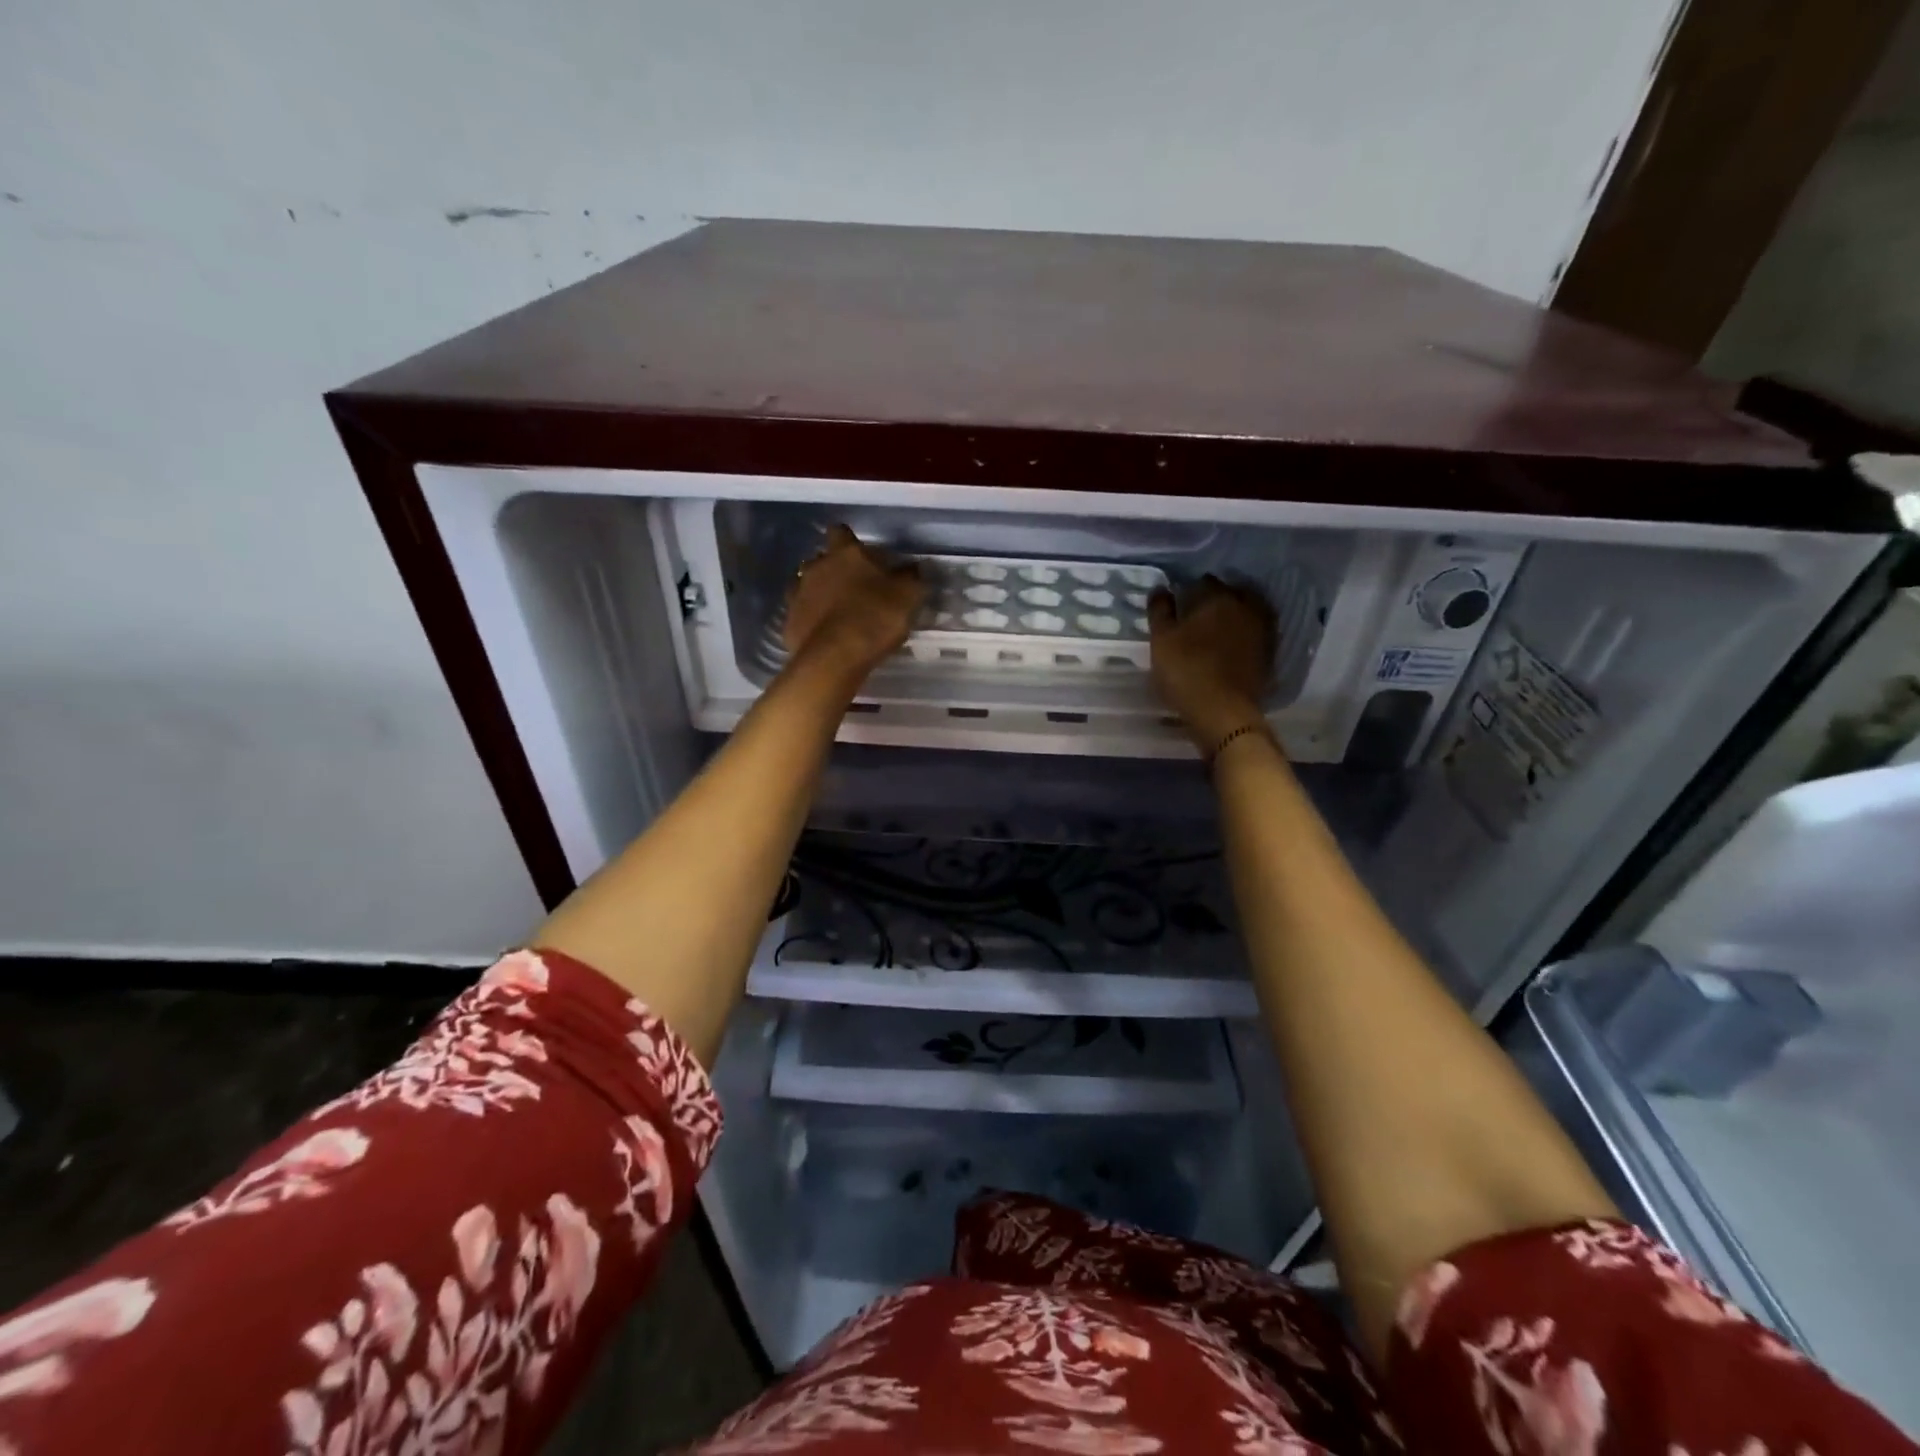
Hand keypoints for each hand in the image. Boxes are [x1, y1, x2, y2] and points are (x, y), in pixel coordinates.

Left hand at [784, 525, 925, 683]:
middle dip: (834, 570)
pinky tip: (826, 635)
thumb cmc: (875, 618)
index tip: (862, 556)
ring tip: (838, 614)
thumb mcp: (907, 596)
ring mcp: (797, 594)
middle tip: (854, 589)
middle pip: (822, 559)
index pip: (840, 532)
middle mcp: (815, 567)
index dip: (850, 542)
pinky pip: (802, 615)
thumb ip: (910, 577)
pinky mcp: (789, 622)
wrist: (834, 658)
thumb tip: (912, 568)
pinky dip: (812, 621)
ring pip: (808, 586)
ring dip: (820, 595)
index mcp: (845, 553)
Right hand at [1147, 576, 1276, 750]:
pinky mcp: (1268, 653)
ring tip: (1213, 630)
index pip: (1203, 582)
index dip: (1189, 590)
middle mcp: (1245, 606)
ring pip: (1245, 612)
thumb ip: (1160, 611)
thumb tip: (1161, 588)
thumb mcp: (1161, 640)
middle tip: (1196, 615)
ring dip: (1232, 616)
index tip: (1178, 602)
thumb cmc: (1186, 672)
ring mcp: (1261, 630)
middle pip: (1230, 593)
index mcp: (1218, 597)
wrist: (1223, 713)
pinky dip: (1242, 635)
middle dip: (1215, 599)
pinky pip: (1253, 634)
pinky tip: (1229, 646)